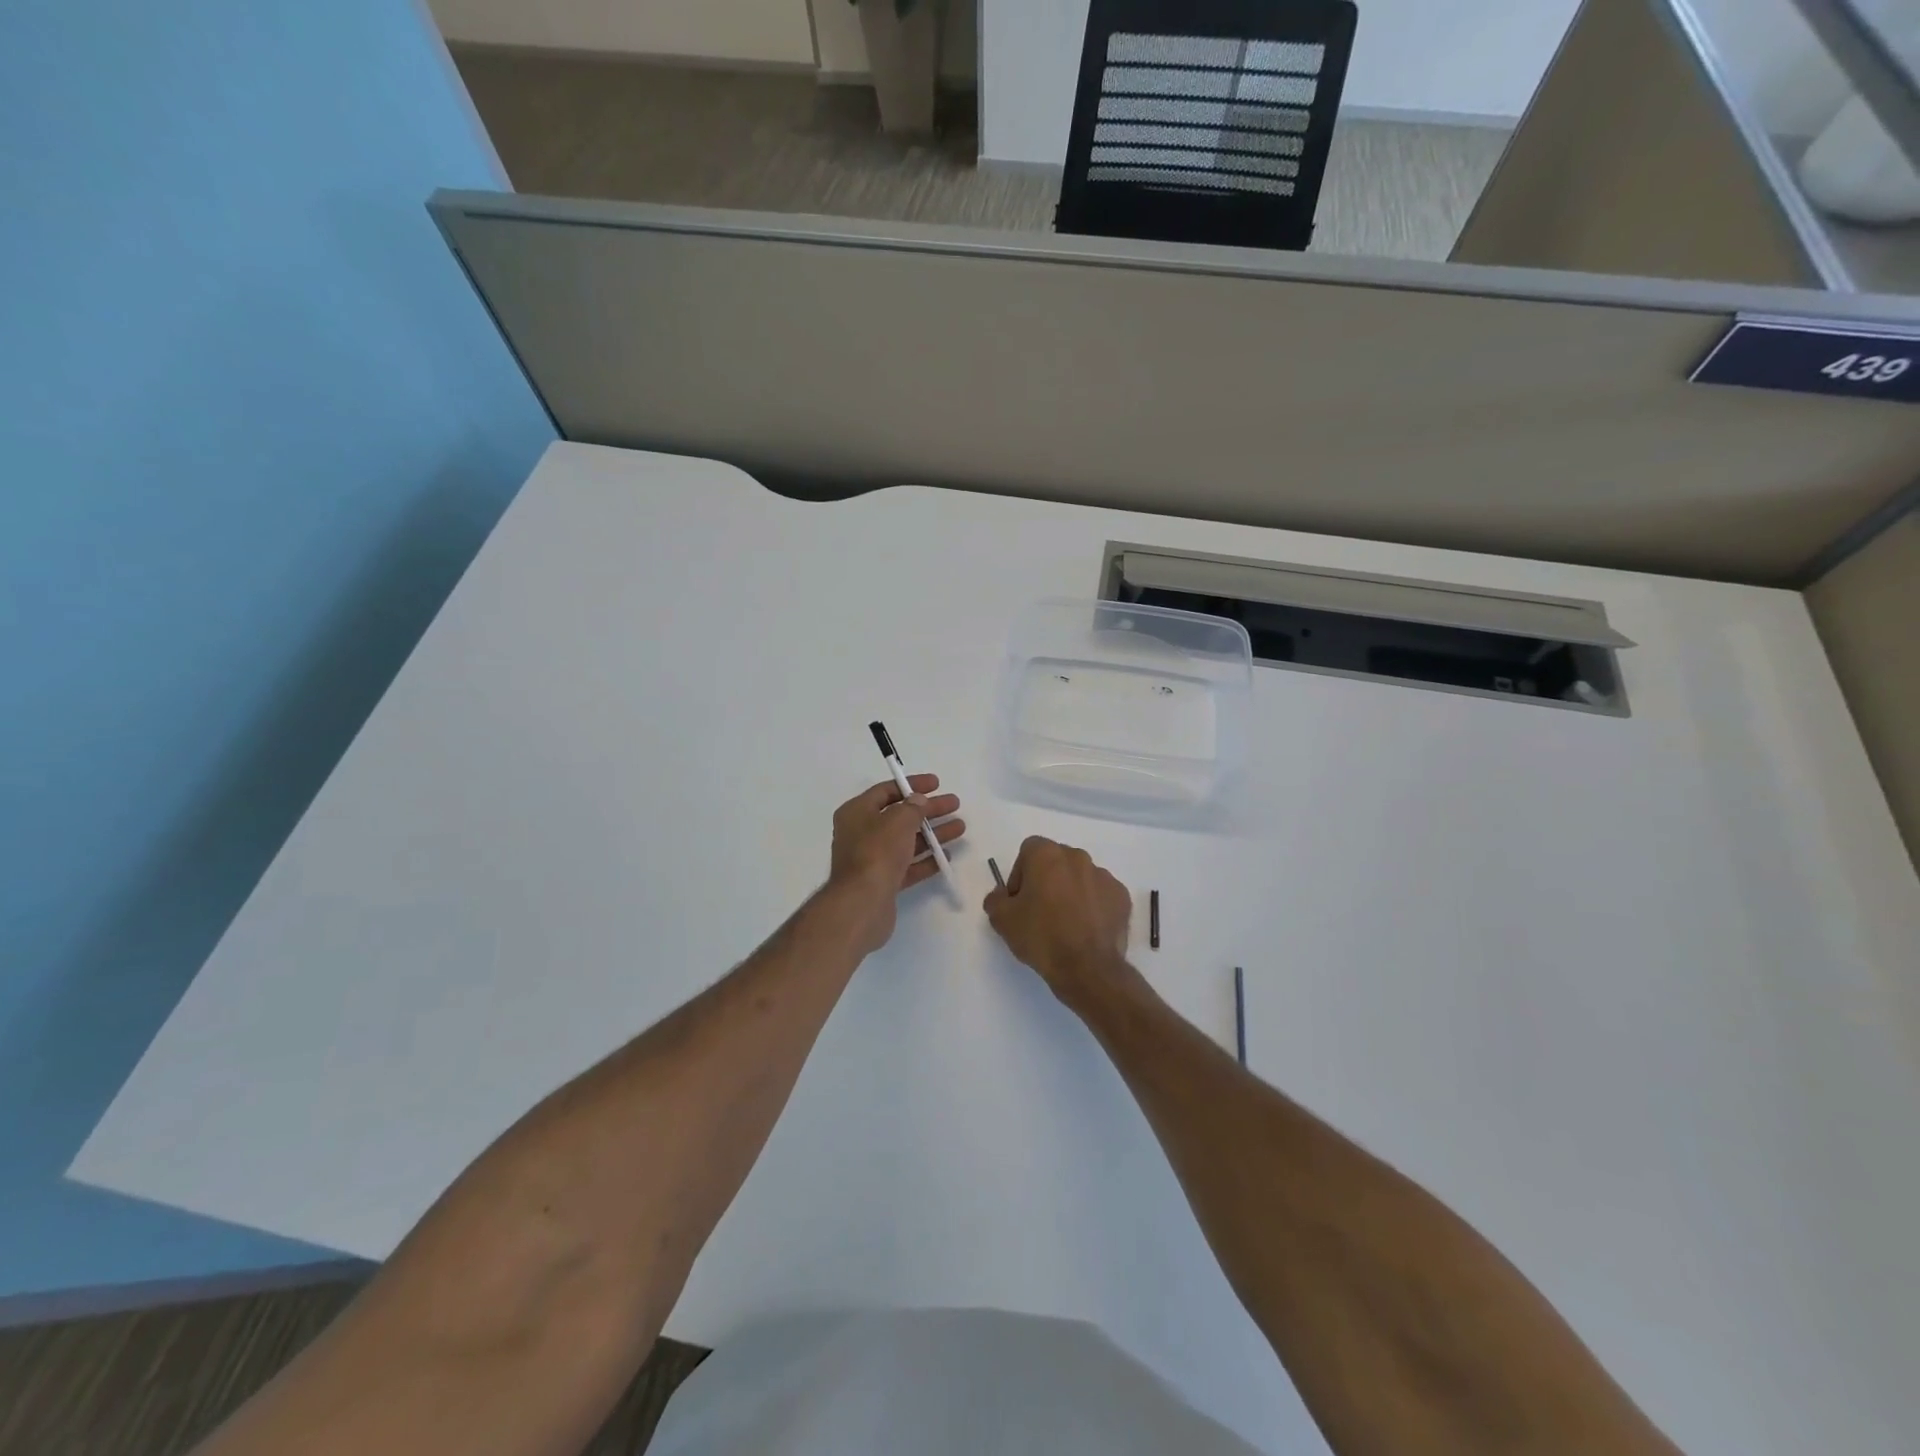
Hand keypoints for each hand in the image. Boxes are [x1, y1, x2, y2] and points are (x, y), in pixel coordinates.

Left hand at [828, 776, 964, 952]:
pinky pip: (908, 865)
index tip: (937, 784)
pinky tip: (946, 855)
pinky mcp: (883, 882)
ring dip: (932, 833)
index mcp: (856, 812)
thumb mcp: (898, 820)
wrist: (862, 903)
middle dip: (928, 810)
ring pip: (907, 841)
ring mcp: (872, 859)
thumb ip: (913, 807)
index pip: (886, 791)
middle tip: (954, 804)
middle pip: (900, 816)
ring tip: (960, 827)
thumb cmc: (877, 852)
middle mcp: (861, 833)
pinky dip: (926, 859)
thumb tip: (919, 801)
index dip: (912, 785)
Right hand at [983, 836, 1138, 1018]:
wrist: (1087, 968)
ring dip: (1070, 892)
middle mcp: (1078, 857)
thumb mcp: (1002, 920)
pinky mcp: (1122, 896)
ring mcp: (1104, 876)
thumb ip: (995, 899)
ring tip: (1065, 923)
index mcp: (1047, 855)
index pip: (1028, 851)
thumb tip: (1002, 895)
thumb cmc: (1041, 936)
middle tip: (1039, 911)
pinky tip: (1086, 929)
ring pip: (1080, 877)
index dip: (1020, 874)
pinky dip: (1093, 905)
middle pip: (1056, 861)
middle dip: (1046, 880)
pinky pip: (1101, 894)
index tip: (1019, 900)